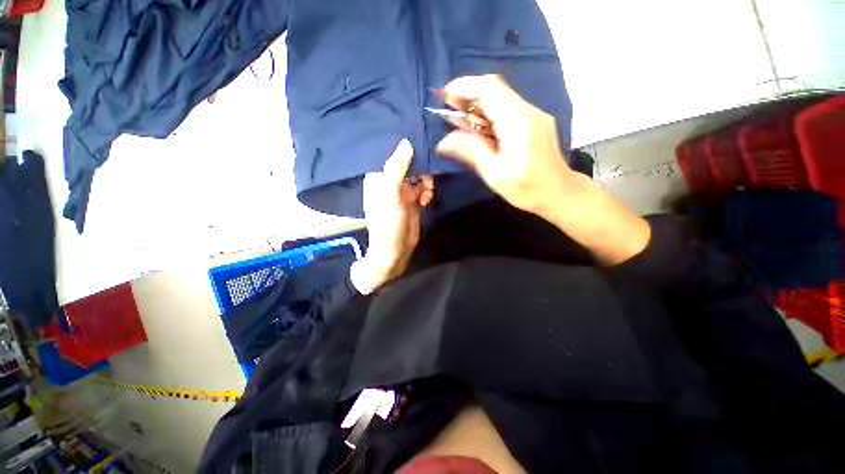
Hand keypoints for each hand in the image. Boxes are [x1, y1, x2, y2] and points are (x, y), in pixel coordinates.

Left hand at [351, 139, 433, 294]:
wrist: (396, 251)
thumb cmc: (388, 223)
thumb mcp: (390, 195)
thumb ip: (396, 169)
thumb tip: (406, 142)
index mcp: (378, 177)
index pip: (393, 154)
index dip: (408, 150)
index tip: (422, 147)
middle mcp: (390, 181)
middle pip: (409, 163)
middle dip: (421, 169)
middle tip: (426, 179)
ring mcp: (402, 191)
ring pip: (419, 175)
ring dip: (426, 181)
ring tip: (426, 194)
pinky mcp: (413, 200)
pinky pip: (423, 187)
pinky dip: (427, 191)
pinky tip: (426, 200)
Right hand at [435, 74, 578, 217]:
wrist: (560, 193)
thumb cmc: (527, 189)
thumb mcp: (494, 174)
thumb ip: (470, 152)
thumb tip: (442, 142)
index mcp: (518, 122)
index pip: (489, 89)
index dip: (464, 87)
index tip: (444, 97)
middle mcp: (528, 111)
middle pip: (495, 89)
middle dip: (468, 95)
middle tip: (449, 111)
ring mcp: (534, 114)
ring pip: (500, 97)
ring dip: (477, 105)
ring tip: (460, 121)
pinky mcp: (534, 121)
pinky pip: (507, 108)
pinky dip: (488, 113)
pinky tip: (480, 130)